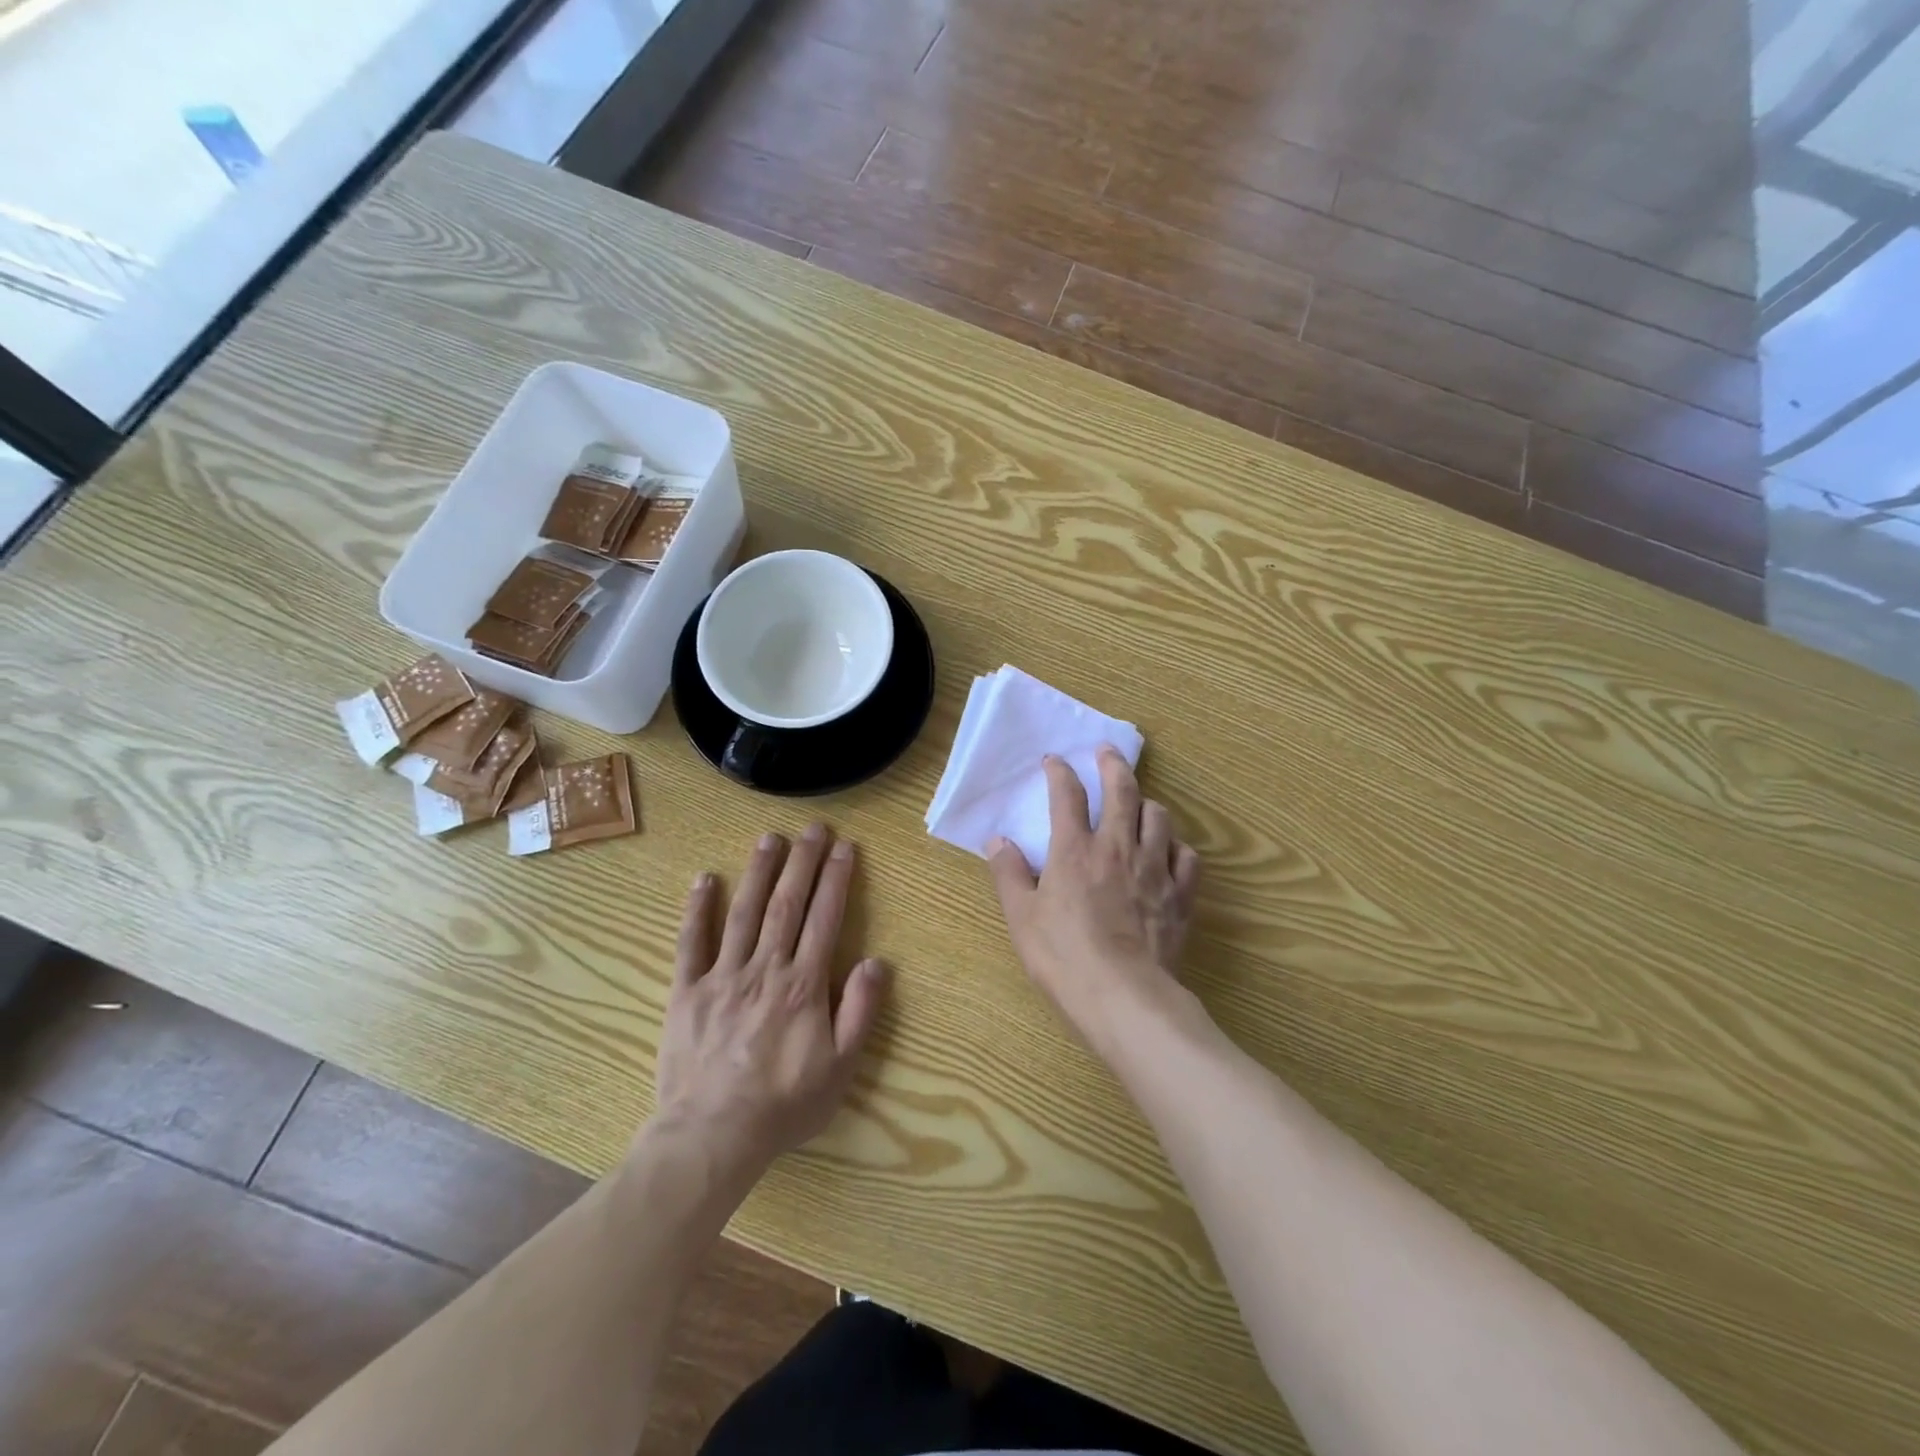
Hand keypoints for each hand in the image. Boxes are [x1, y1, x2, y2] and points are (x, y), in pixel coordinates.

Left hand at [654, 825, 888, 1178]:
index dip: (837, 879)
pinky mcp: (687, 991)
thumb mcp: (841, 1067)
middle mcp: (765, 968)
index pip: (825, 918)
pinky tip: (704, 879)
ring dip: (758, 871)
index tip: (845, 847)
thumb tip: (877, 961)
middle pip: (787, 904)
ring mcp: (723, 976)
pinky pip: (691, 943)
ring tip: (771, 838)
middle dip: (803, 862)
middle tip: (813, 828)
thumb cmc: (785, 1104)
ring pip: (743, 912)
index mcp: (803, 984)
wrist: (713, 1136)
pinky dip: (697, 909)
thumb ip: (860, 1011)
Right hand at [989, 748, 1200, 1057]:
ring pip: (1159, 817)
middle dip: (1113, 765)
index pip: (1067, 796)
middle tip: (1107, 752)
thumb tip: (997, 842)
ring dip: (1147, 803)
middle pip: (1122, 791)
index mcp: (1074, 850)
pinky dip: (1177, 847)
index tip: (1054, 761)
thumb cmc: (1064, 957)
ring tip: (1140, 804)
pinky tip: (1170, 852)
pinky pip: (1187, 856)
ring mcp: (1155, 868)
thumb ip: (1008, 875)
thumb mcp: (1021, 918)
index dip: (1060, 772)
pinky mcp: (1180, 894)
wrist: (1124, 997)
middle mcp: (1117, 848)